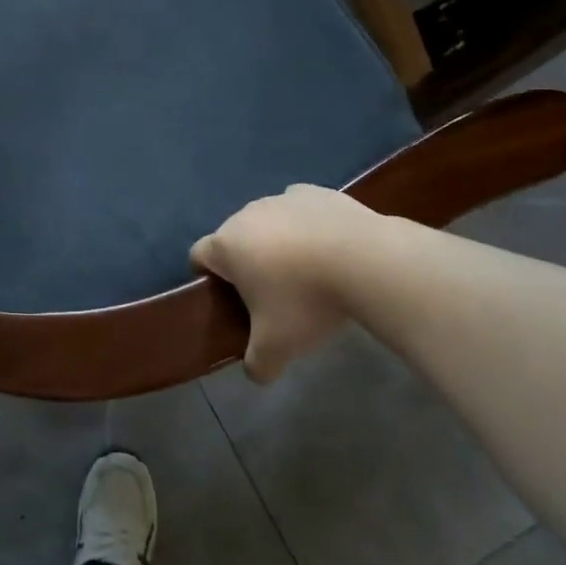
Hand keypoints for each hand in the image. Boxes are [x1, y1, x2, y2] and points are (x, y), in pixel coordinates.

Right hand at [191, 185, 372, 383]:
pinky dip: (308, 227)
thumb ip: (257, 364)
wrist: (365, 260)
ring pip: (269, 221)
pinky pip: (301, 211)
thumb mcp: (277, 348)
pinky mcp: (317, 192)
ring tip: (308, 272)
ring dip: (278, 242)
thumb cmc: (306, 301)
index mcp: (226, 246)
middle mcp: (246, 214)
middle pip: (234, 238)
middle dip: (247, 262)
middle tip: (272, 295)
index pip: (199, 256)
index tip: (229, 300)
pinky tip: (331, 250)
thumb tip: (255, 372)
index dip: (208, 278)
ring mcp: (282, 198)